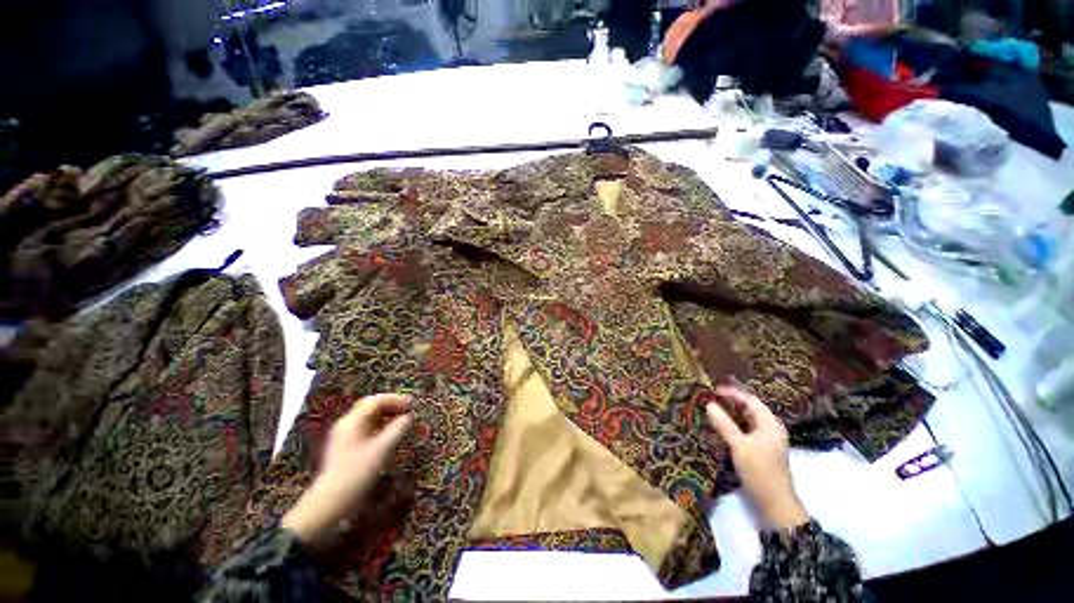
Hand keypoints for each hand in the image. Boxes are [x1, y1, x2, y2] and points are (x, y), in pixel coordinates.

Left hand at [282, 393, 412, 545]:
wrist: (330, 502)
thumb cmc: (357, 473)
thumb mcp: (382, 450)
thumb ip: (398, 429)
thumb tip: (409, 416)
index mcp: (353, 422)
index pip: (375, 401)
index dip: (396, 399)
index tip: (412, 404)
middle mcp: (347, 424)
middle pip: (371, 406)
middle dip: (391, 405)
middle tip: (408, 410)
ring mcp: (344, 435)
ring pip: (368, 417)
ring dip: (387, 415)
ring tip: (403, 420)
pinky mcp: (345, 446)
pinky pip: (365, 427)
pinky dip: (380, 425)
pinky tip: (390, 434)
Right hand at [706, 386, 808, 529]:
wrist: (775, 504)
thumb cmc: (760, 472)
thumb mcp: (740, 446)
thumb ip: (724, 424)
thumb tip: (708, 404)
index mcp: (770, 424)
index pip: (750, 400)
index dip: (732, 393)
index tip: (713, 390)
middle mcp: (770, 429)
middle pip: (750, 409)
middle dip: (730, 402)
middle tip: (710, 398)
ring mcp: (766, 440)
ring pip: (747, 420)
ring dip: (731, 413)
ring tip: (712, 409)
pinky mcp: (761, 450)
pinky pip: (745, 430)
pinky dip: (733, 425)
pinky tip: (721, 426)